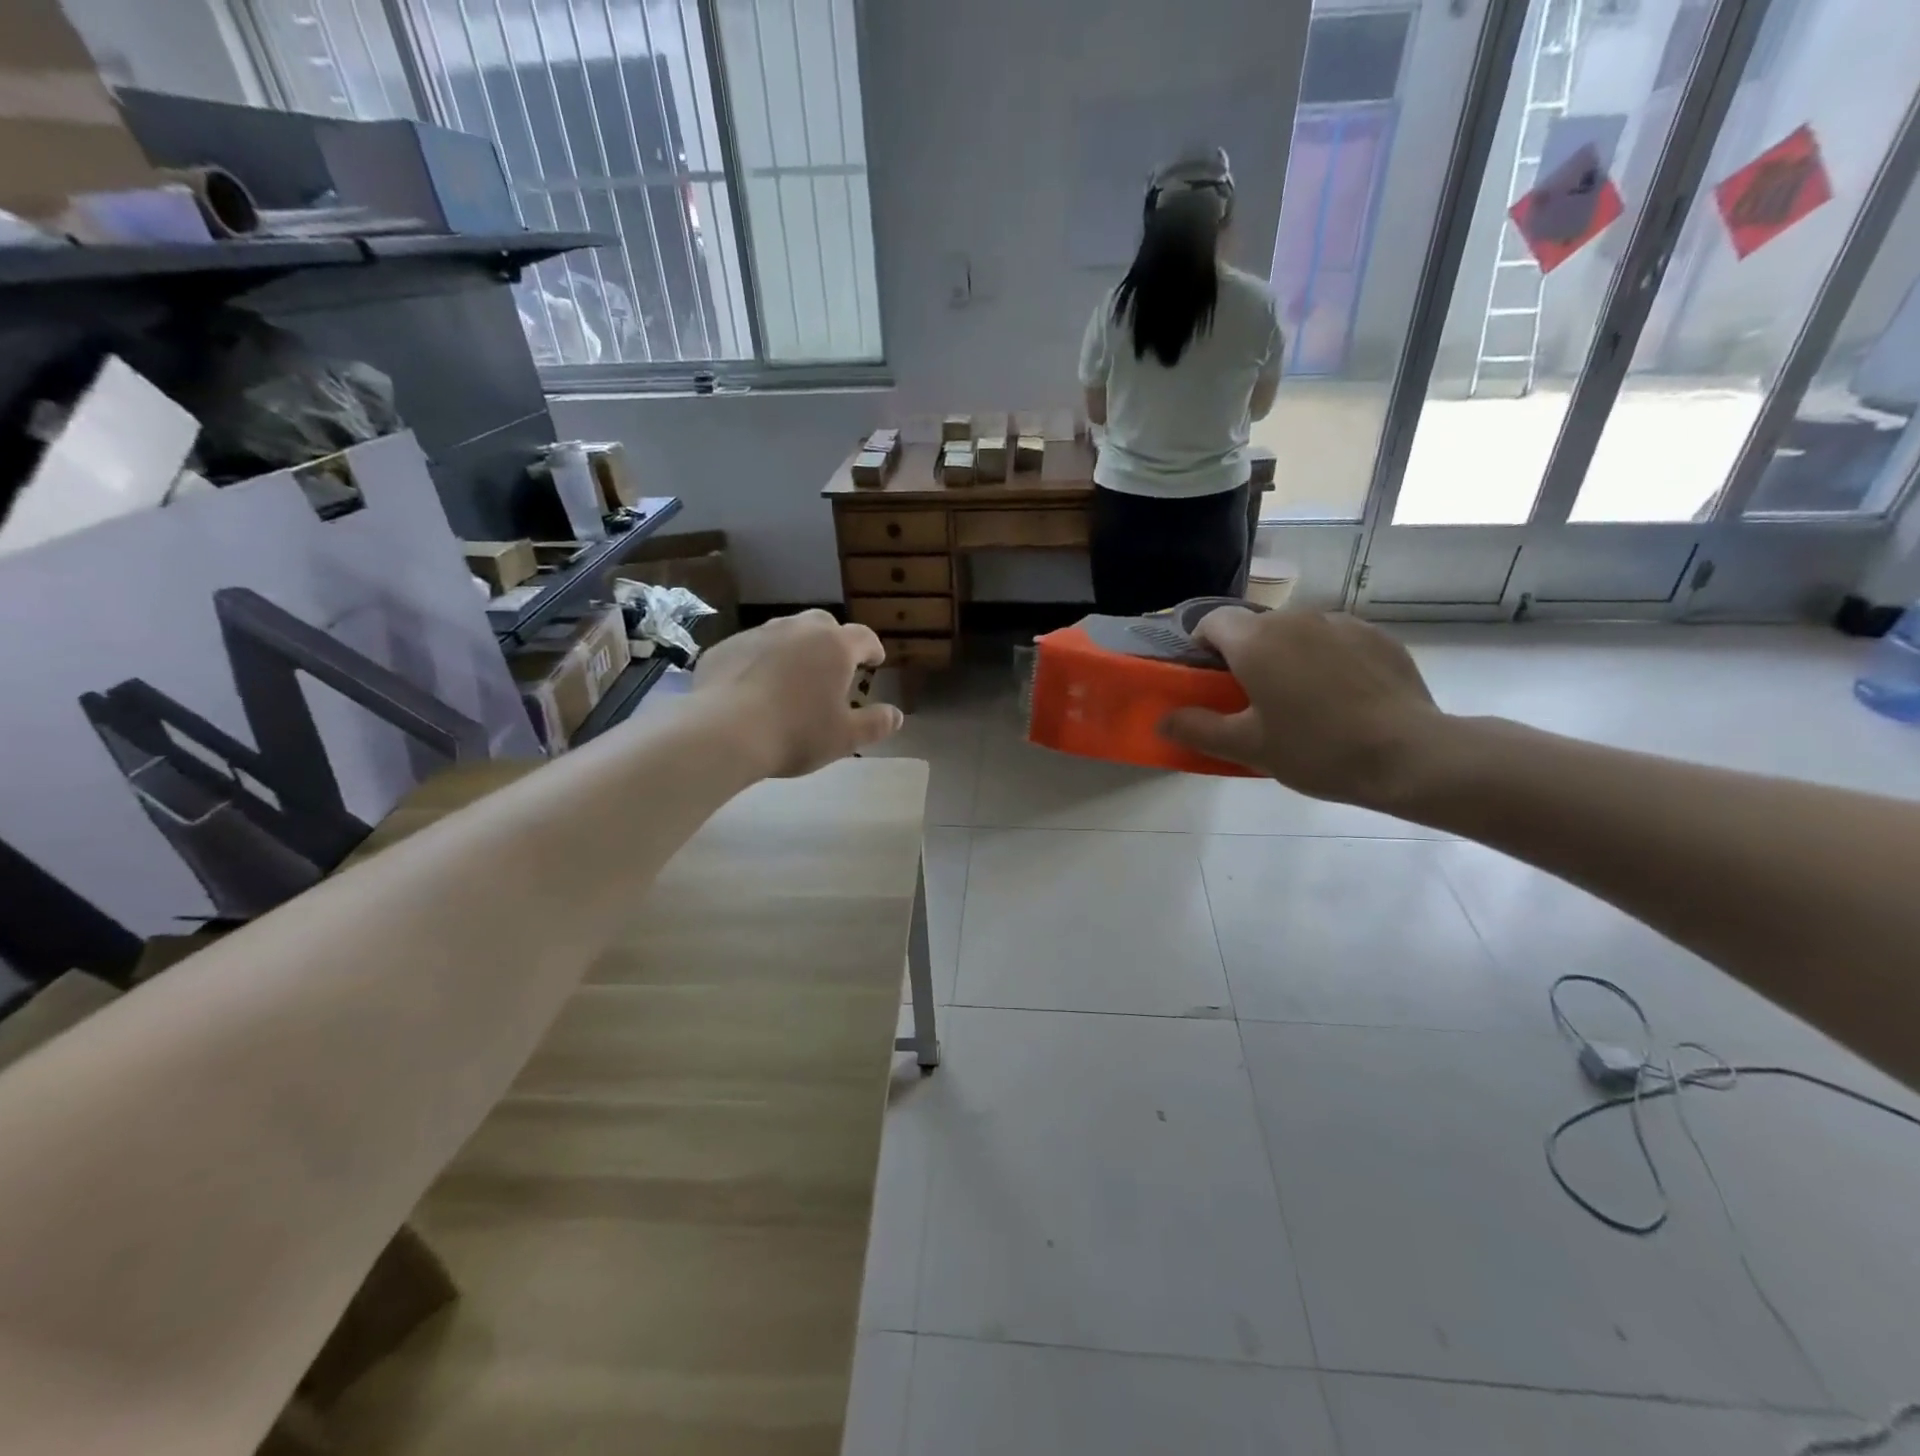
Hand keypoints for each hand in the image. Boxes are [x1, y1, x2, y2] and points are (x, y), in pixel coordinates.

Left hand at [692, 610, 902, 776]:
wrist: (724, 732)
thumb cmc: (796, 733)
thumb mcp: (845, 738)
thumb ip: (875, 724)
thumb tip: (896, 715)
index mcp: (834, 647)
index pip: (864, 637)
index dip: (873, 649)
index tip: (875, 662)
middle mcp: (798, 630)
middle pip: (823, 624)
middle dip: (834, 640)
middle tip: (835, 665)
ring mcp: (757, 634)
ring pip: (785, 631)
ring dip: (796, 647)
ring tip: (794, 674)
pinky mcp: (724, 648)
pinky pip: (751, 648)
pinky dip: (760, 660)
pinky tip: (755, 685)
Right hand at [1159, 609, 1442, 806]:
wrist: (1409, 755)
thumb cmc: (1316, 749)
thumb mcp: (1247, 747)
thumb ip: (1197, 728)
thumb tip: (1163, 720)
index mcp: (1256, 641)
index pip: (1212, 621)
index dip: (1202, 647)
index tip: (1208, 681)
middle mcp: (1295, 619)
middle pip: (1254, 627)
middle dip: (1245, 655)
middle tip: (1253, 701)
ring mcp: (1341, 623)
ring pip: (1296, 632)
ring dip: (1287, 656)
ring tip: (1302, 701)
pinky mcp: (1377, 636)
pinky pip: (1334, 640)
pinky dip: (1326, 660)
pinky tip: (1341, 698)